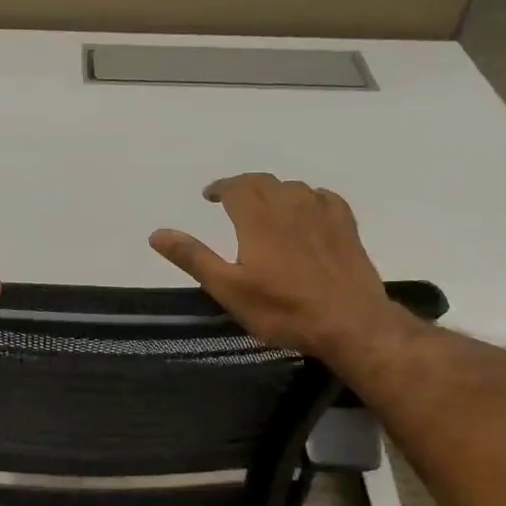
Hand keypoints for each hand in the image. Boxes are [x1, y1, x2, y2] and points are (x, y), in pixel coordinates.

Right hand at [149, 173, 402, 356]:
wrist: (349, 323)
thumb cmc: (282, 309)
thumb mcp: (228, 289)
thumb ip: (194, 258)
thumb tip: (157, 234)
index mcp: (258, 218)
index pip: (236, 186)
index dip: (220, 187)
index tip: (209, 195)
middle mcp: (290, 206)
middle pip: (264, 182)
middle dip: (244, 186)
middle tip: (231, 200)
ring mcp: (322, 214)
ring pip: (294, 188)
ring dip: (274, 192)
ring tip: (265, 207)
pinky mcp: (346, 227)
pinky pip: (324, 198)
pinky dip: (308, 198)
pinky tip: (307, 212)